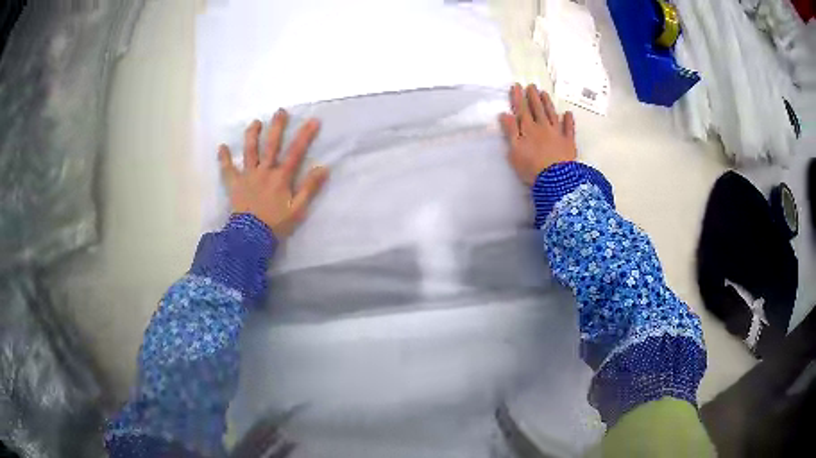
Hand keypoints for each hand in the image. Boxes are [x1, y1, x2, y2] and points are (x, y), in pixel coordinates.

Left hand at [218, 109, 328, 238]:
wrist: (251, 237)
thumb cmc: (276, 224)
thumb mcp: (298, 209)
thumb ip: (310, 188)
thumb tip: (323, 168)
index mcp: (281, 177)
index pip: (295, 152)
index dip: (305, 136)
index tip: (313, 120)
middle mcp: (264, 171)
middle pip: (271, 145)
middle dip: (276, 127)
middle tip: (280, 111)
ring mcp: (247, 176)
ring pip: (249, 151)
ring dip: (252, 135)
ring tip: (255, 122)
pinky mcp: (234, 184)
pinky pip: (228, 169)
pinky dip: (224, 158)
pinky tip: (221, 147)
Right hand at [499, 84, 576, 185]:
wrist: (555, 180)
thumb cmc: (531, 167)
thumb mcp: (514, 150)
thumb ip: (510, 131)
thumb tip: (505, 114)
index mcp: (528, 129)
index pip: (522, 109)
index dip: (519, 97)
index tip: (517, 86)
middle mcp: (543, 127)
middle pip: (537, 109)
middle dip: (533, 96)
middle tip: (531, 85)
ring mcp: (557, 133)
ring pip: (552, 114)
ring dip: (547, 103)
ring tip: (544, 93)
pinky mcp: (569, 143)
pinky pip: (569, 128)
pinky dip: (568, 120)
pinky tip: (567, 113)